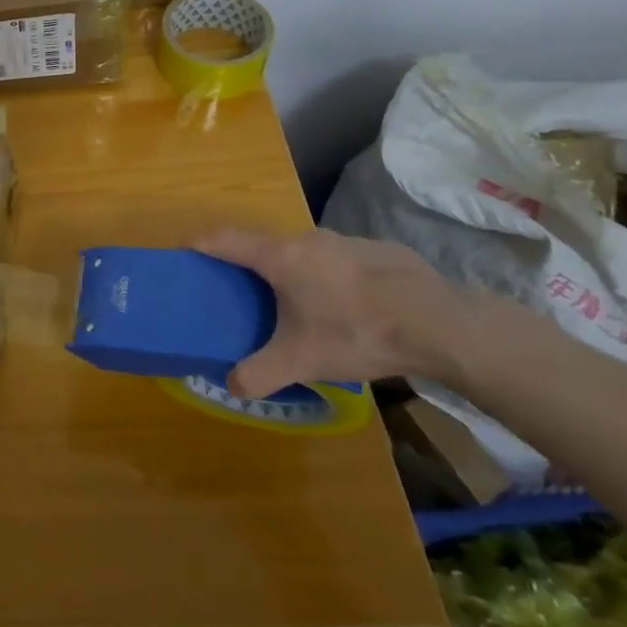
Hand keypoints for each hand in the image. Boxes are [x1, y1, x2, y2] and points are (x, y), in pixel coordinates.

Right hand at [194, 227, 482, 397]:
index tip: (184, 249)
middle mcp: (307, 239)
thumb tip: (231, 387)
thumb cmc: (356, 332)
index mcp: (279, 257)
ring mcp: (346, 241)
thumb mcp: (301, 361)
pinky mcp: (379, 250)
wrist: (441, 324)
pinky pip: (340, 260)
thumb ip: (260, 373)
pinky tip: (349, 307)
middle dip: (250, 263)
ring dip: (294, 270)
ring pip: (306, 252)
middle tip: (244, 290)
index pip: (226, 239)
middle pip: (265, 244)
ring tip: (299, 303)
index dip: (201, 243)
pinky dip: (332, 276)